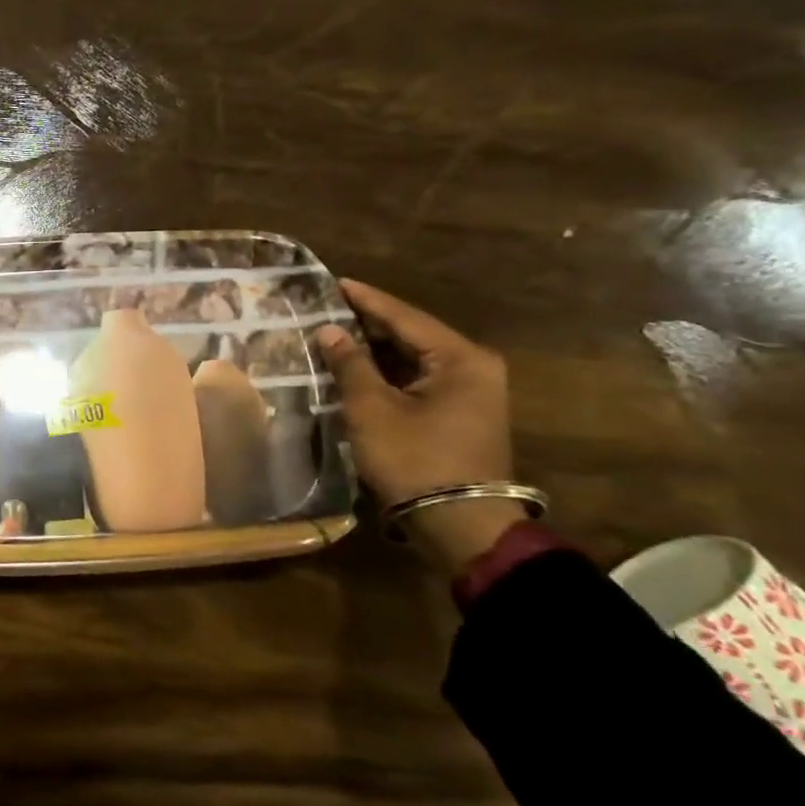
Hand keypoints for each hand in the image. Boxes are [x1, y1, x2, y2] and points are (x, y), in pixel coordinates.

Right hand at [314, 280, 521, 573]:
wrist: (459, 523)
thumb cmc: (415, 459)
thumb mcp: (372, 409)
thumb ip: (350, 364)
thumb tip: (330, 330)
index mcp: (461, 359)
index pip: (405, 316)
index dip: (366, 299)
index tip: (335, 282)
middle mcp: (474, 367)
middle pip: (413, 334)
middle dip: (370, 322)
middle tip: (329, 307)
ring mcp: (472, 392)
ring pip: (414, 358)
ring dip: (376, 349)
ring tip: (336, 333)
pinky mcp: (460, 414)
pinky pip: (418, 378)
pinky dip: (388, 371)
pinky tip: (358, 367)